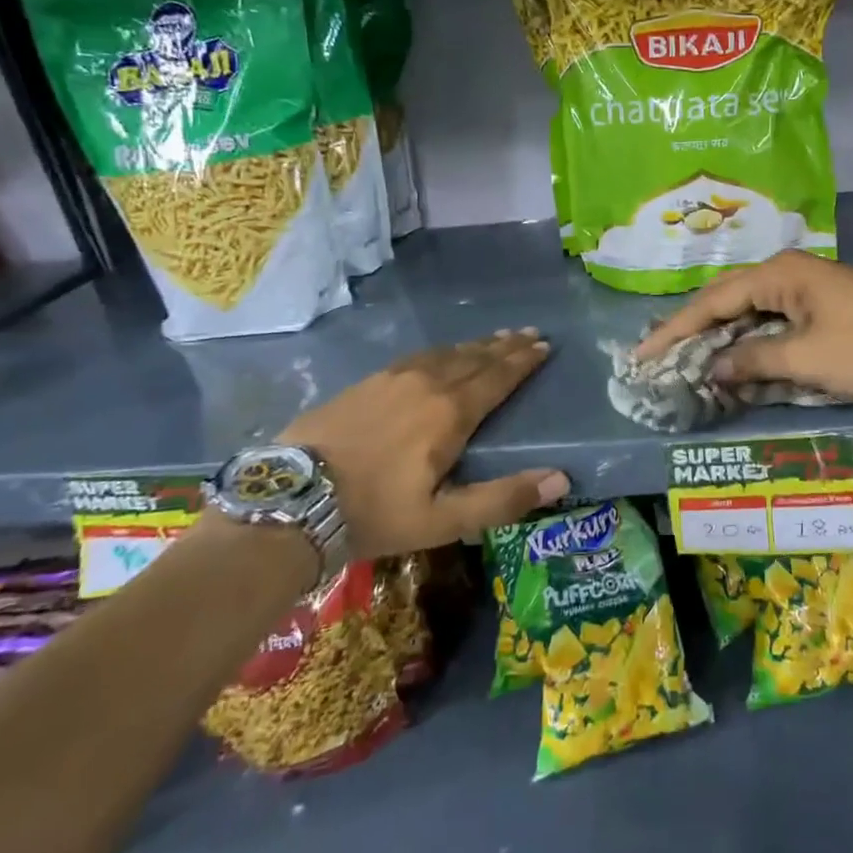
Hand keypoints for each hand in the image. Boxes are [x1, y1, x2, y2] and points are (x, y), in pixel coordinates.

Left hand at [280, 329, 568, 558]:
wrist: (291, 500)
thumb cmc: (375, 513)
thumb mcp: (443, 519)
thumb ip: (503, 499)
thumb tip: (560, 478)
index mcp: (450, 413)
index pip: (497, 377)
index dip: (523, 362)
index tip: (545, 346)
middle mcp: (426, 384)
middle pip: (475, 358)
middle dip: (506, 346)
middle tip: (530, 333)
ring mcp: (392, 378)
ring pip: (446, 353)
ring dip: (476, 345)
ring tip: (496, 337)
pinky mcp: (366, 382)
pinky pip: (417, 357)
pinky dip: (442, 351)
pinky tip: (440, 354)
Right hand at [635, 251, 852, 399]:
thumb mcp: (806, 358)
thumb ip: (753, 361)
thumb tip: (712, 368)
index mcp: (777, 275)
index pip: (711, 301)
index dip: (675, 330)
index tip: (643, 354)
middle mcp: (784, 273)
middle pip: (724, 299)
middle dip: (692, 329)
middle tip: (659, 355)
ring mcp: (803, 288)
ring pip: (747, 311)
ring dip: (720, 336)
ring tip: (687, 358)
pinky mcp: (818, 306)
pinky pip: (770, 321)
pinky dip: (749, 341)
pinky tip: (734, 360)